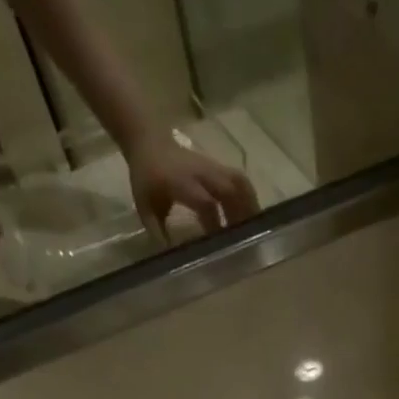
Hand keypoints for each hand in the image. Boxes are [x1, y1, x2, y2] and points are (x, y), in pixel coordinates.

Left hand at [123, 127, 258, 239]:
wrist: (148, 141)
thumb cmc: (145, 177)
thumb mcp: (144, 206)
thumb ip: (157, 231)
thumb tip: (171, 257)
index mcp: (180, 181)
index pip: (205, 202)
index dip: (215, 224)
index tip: (219, 243)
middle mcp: (199, 172)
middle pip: (228, 190)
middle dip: (240, 215)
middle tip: (245, 239)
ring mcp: (210, 166)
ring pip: (238, 182)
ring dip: (249, 204)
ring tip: (254, 227)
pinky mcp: (217, 166)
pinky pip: (238, 179)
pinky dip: (248, 196)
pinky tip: (250, 214)